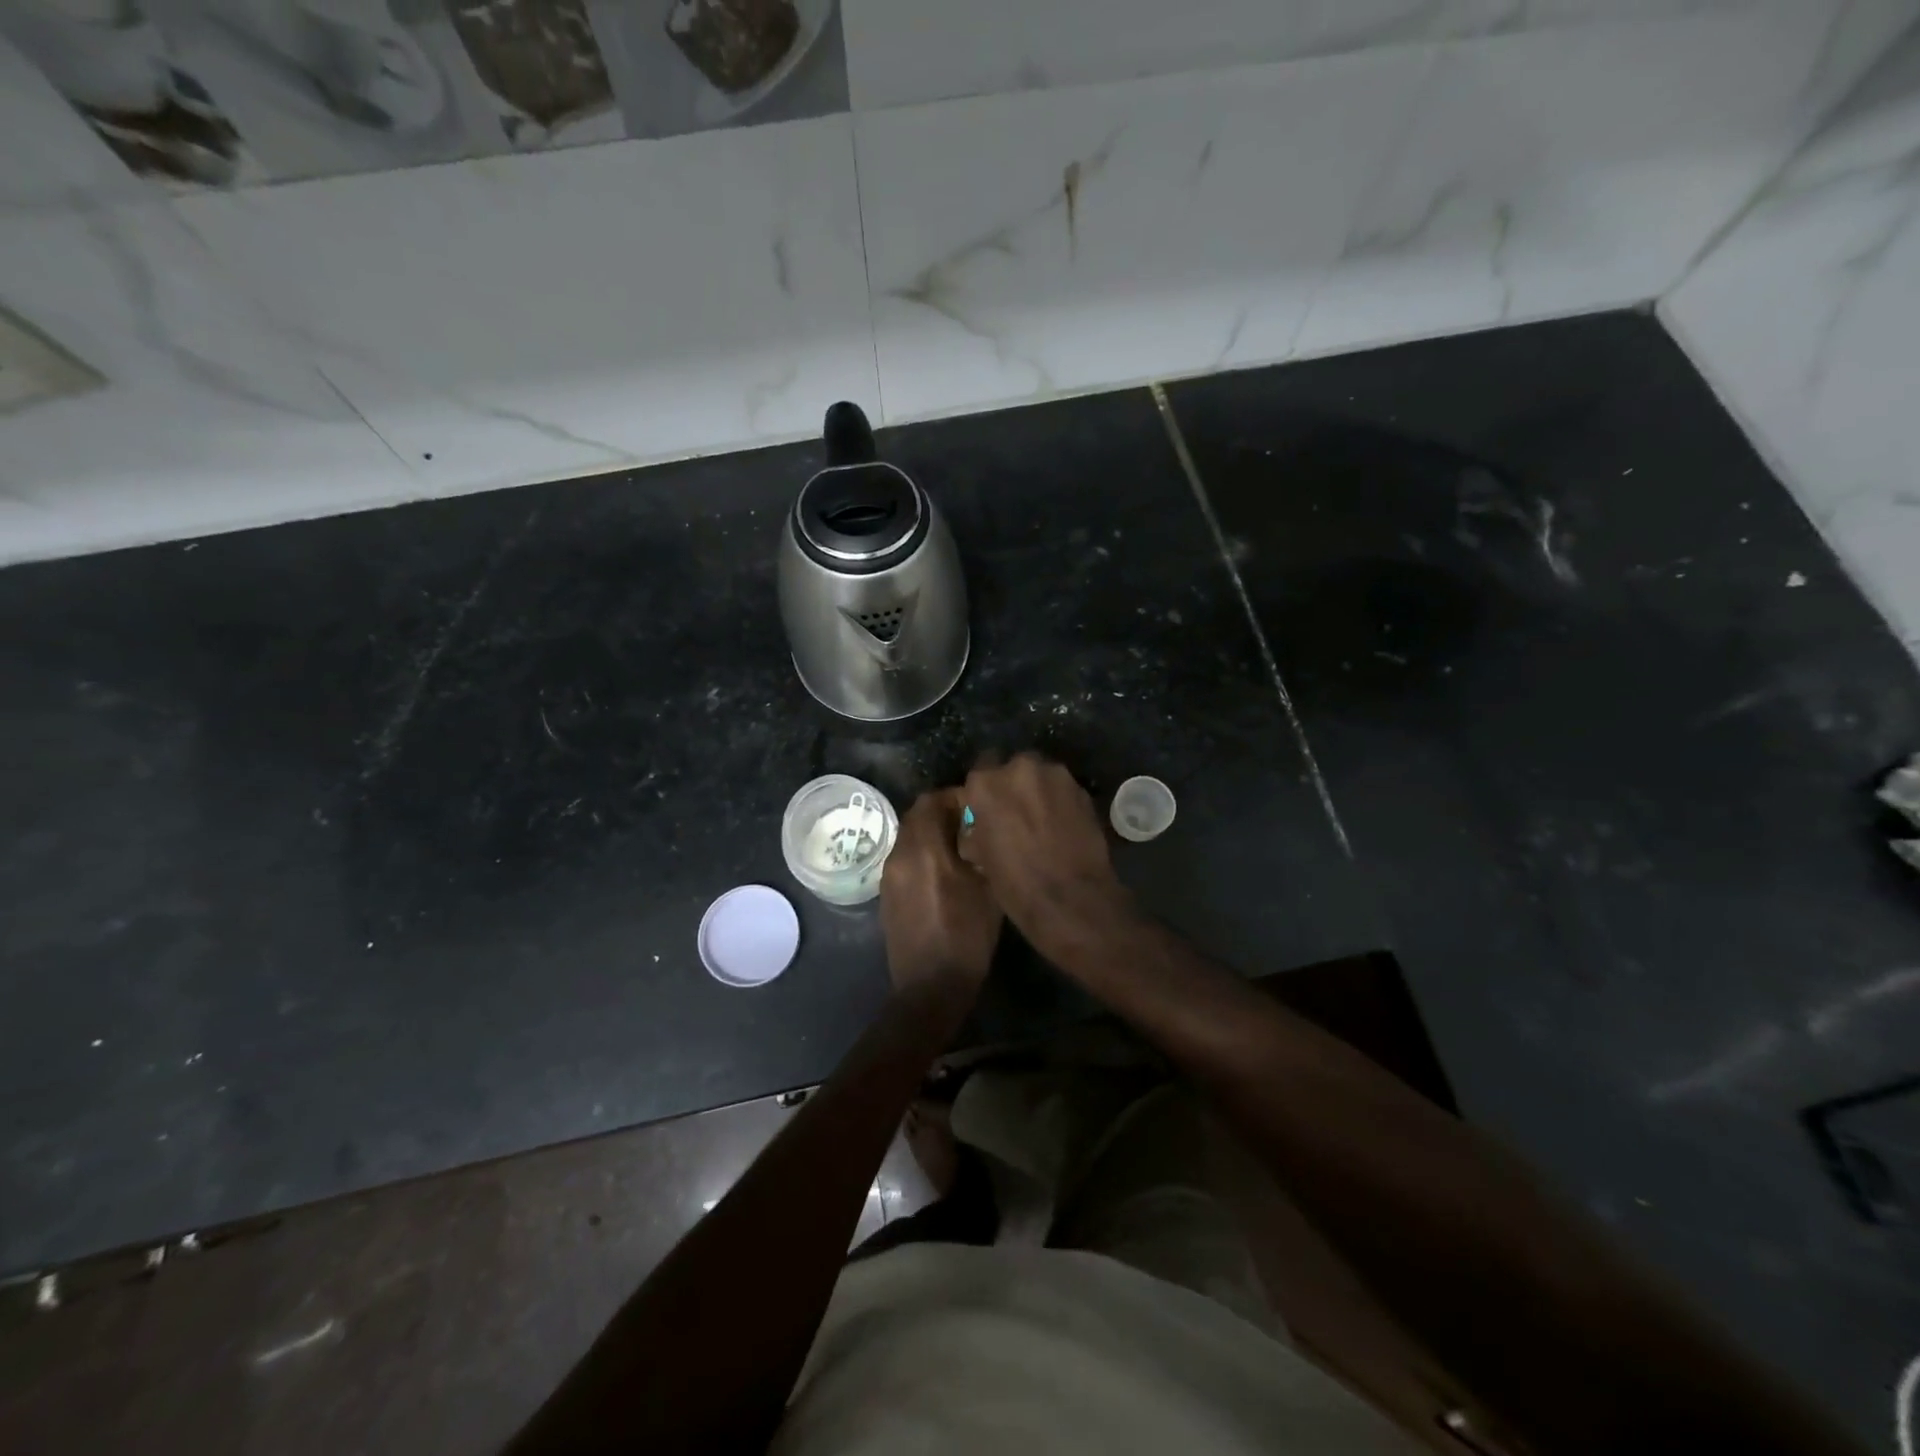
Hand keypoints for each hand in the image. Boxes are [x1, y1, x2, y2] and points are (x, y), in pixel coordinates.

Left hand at [879, 788, 1002, 1008]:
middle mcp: (900, 854)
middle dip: (942, 814)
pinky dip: (921, 855)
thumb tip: (982, 827)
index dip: (955, 797)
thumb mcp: (988, 888)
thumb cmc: (967, 935)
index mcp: (924, 848)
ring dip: (931, 834)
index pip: (931, 800)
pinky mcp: (886, 894)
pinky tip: (944, 873)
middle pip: (916, 816)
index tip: (979, 807)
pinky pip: (904, 859)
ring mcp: (889, 875)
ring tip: (960, 849)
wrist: (930, 986)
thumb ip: (982, 849)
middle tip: (971, 826)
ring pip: (909, 837)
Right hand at [958, 753, 1131, 958]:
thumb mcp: (979, 856)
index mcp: (985, 783)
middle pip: (1014, 767)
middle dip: (1014, 784)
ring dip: (1040, 791)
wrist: (1071, 899)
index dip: (984, 788)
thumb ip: (976, 827)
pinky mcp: (1083, 790)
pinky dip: (1061, 802)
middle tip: (1016, 812)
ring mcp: (1056, 776)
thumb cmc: (1014, 884)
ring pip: (1042, 776)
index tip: (987, 804)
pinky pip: (1064, 789)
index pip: (980, 769)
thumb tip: (979, 824)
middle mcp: (1019, 768)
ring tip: (1042, 820)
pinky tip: (1062, 826)